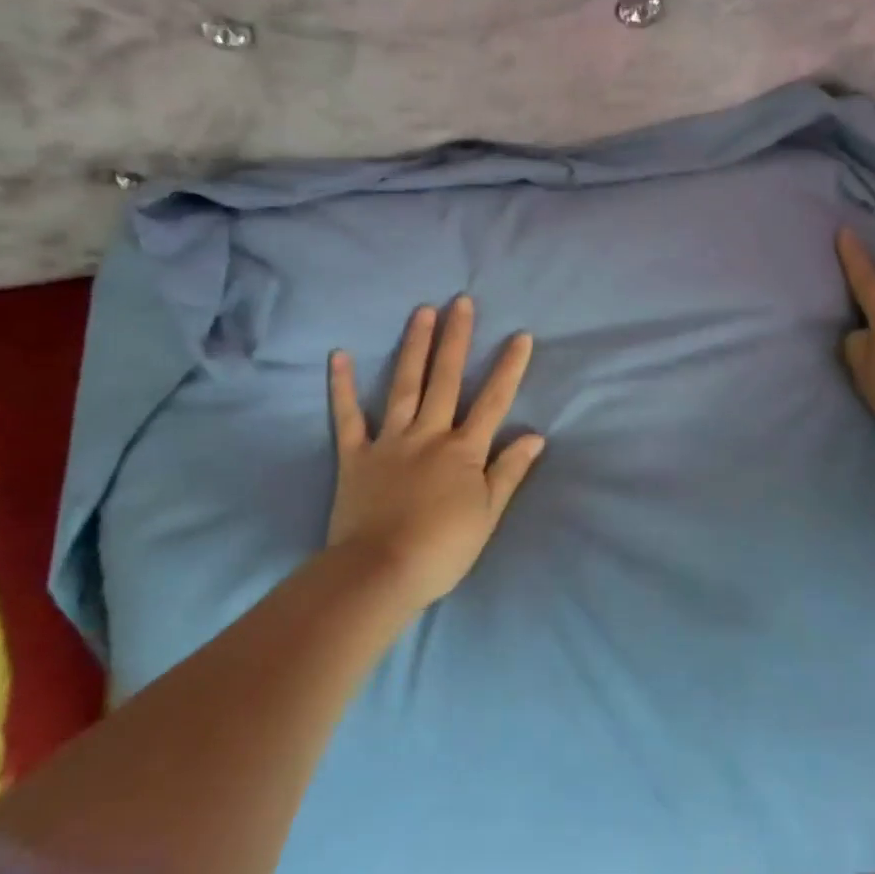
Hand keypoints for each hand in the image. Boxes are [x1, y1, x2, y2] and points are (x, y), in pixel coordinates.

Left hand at [327, 297, 543, 610]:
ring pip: (404, 385)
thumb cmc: (442, 548)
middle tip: (461, 301)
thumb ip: (509, 470)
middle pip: (445, 379)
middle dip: (456, 339)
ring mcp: (389, 441)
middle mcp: (428, 434)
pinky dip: (342, 387)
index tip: (520, 335)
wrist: (381, 572)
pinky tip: (339, 355)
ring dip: (414, 347)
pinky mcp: (355, 455)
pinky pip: (347, 416)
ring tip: (422, 311)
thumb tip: (535, 435)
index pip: (493, 401)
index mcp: (463, 450)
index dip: (508, 367)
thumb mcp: (488, 514)